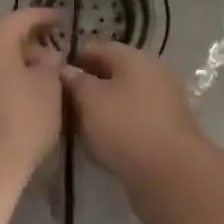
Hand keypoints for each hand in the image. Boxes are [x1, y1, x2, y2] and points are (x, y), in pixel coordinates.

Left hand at [0, 9, 65, 189]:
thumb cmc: (20, 121)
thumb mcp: (49, 88)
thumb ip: (51, 65)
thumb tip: (45, 58)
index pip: (20, 18)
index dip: (44, 17)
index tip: (63, 20)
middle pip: (3, 40)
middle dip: (30, 45)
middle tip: (54, 57)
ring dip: (15, 67)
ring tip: (39, 81)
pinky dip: (2, 84)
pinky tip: (20, 101)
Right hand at [62, 41, 212, 207]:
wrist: (171, 175)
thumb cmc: (126, 127)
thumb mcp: (91, 100)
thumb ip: (75, 81)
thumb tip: (65, 69)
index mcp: (135, 58)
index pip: (98, 48)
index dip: (74, 58)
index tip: (52, 75)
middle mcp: (152, 74)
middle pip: (112, 73)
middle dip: (87, 86)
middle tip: (61, 103)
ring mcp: (162, 103)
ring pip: (123, 99)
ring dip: (101, 109)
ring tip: (76, 125)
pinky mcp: (165, 131)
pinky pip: (133, 122)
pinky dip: (116, 128)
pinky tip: (99, 144)